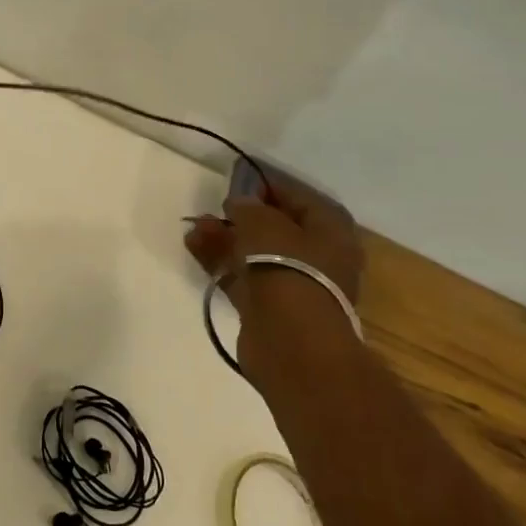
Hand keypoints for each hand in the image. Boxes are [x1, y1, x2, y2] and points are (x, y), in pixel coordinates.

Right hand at [184, 173, 364, 375]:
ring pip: (255, 254)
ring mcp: (292, 286)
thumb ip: (249, 208)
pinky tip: (194, 246)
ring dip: (225, 238)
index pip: (303, 201)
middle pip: (277, 230)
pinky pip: (241, 277)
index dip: (272, 189)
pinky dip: (219, 262)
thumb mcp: (265, 224)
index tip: (241, 183)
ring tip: (194, 225)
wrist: (290, 342)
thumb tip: (240, 204)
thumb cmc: (289, 269)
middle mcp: (317, 259)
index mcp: (331, 233)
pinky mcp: (267, 309)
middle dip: (243, 217)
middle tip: (215, 208)